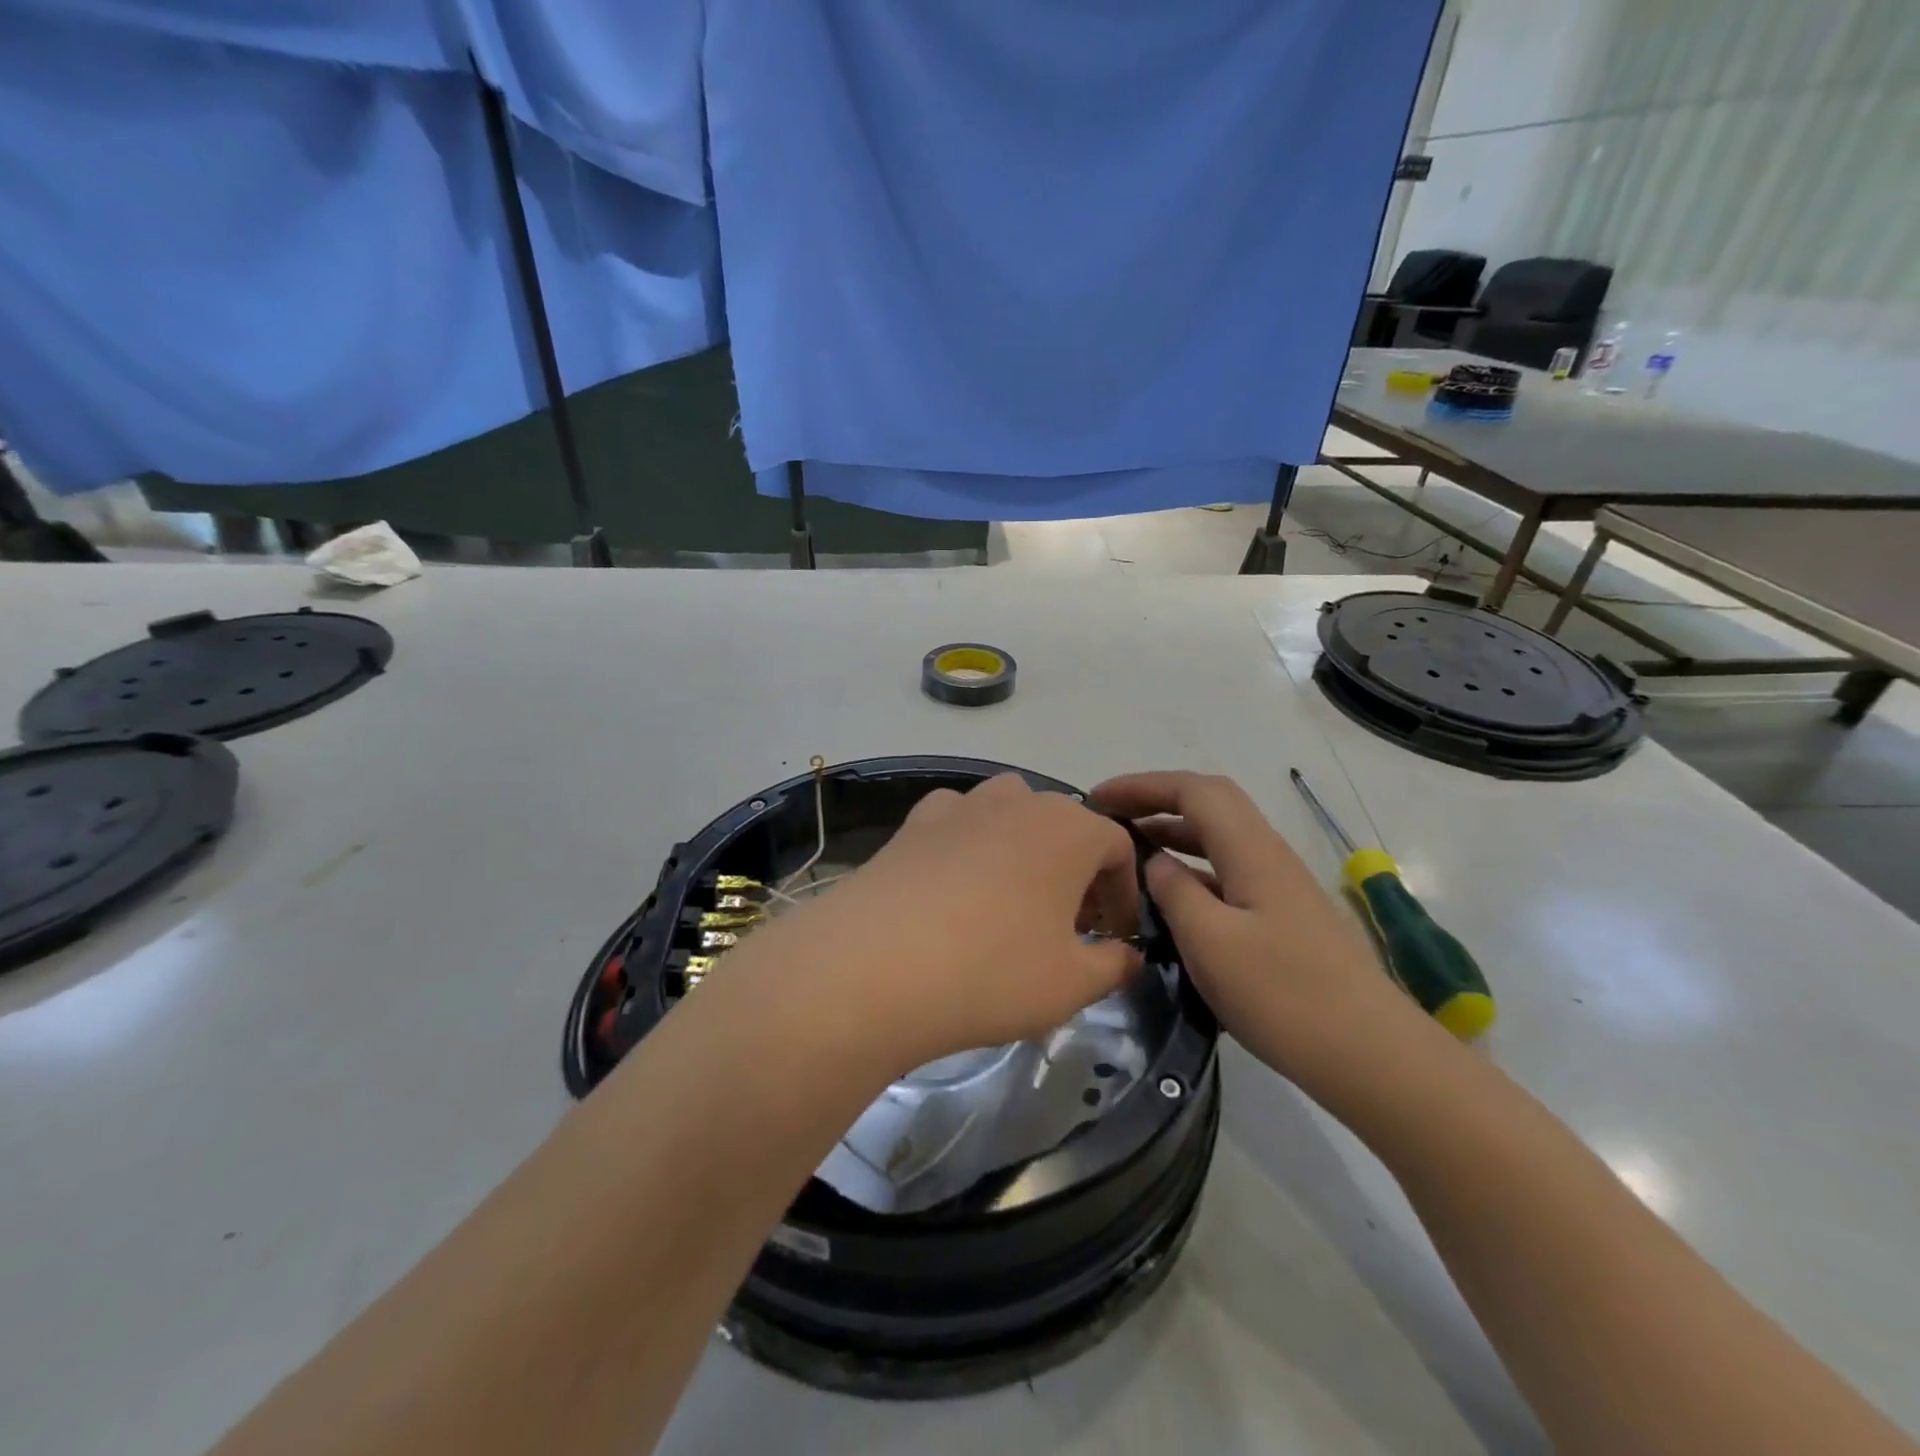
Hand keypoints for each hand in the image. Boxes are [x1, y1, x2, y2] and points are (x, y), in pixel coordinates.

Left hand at [764, 775, 1143, 1073]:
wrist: (874, 966)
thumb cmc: (992, 971)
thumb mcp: (1072, 984)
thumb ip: (1114, 965)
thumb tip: (1128, 954)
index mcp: (1068, 828)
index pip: (1118, 847)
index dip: (1124, 893)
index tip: (1115, 936)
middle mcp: (1016, 801)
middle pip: (1063, 827)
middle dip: (1075, 872)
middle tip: (1066, 926)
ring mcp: (958, 807)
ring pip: (1008, 815)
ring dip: (1022, 850)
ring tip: (1011, 903)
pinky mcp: (911, 824)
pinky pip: (955, 824)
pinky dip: (966, 846)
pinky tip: (954, 889)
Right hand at [1092, 771, 1423, 1088]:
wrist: (1371, 1055)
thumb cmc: (1283, 995)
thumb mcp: (1210, 942)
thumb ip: (1175, 892)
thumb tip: (1155, 862)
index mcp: (1251, 851)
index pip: (1193, 790)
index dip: (1143, 785)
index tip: (1097, 798)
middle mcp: (1268, 856)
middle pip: (1210, 804)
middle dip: (1157, 801)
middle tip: (1110, 818)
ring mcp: (1280, 887)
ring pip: (1219, 839)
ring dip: (1173, 833)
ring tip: (1130, 851)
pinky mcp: (1284, 918)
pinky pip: (1228, 872)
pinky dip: (1192, 869)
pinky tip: (1172, 898)